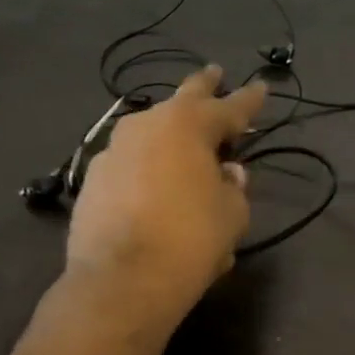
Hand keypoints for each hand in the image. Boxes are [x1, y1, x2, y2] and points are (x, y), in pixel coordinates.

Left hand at [64, 66, 266, 334]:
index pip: (229, 107)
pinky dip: (148, 167)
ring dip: (171, 133)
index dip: (249, 99)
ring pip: (151, 131)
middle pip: (183, 98)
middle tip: (215, 74)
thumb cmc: (191, 240)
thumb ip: (233, 187)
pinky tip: (155, 184)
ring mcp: (113, 150)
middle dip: (204, 87)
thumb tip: (226, 174)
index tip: (261, 86)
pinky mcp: (93, 179)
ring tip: (184, 140)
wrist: (122, 281)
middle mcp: (146, 126)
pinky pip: (131, 163)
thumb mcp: (232, 215)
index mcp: (187, 126)